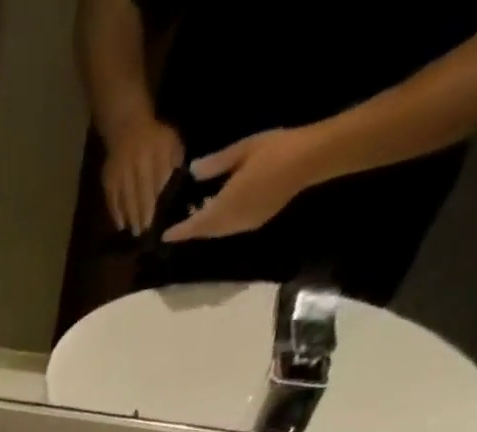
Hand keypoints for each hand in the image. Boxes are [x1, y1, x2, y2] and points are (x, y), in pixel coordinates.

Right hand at [101, 109, 184, 234]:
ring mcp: (120, 173)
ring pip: (125, 199)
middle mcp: (135, 165)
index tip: (156, 219)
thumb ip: (174, 161)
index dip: (155, 202)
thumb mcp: (171, 142)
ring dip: (129, 217)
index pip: (155, 182)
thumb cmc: (154, 138)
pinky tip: (121, 224)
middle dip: (141, 214)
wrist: (127, 127)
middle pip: (138, 194)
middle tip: (144, 232)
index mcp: (154, 154)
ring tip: (134, 231)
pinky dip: (115, 213)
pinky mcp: (108, 180)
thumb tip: (175, 184)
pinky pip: (112, 199)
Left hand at [162, 127, 325, 242]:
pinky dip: (219, 224)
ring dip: (205, 228)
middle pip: (206, 231)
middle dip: (191, 230)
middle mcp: (233, 220)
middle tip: (177, 226)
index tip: (164, 236)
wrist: (312, 158)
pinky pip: (230, 228)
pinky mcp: (257, 221)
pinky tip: (218, 212)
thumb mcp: (243, 149)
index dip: (180, 231)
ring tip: (195, 217)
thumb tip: (193, 171)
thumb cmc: (277, 149)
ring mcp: (246, 223)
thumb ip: (217, 163)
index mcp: (227, 204)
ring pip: (217, 232)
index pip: (196, 223)